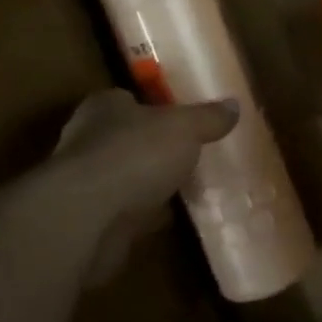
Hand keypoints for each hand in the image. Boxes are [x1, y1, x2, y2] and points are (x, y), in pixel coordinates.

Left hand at [23, 89, 237, 285]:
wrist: (86, 219)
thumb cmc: (134, 156)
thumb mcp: (184, 128)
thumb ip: (208, 117)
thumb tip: (234, 105)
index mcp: (104, 109)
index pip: (128, 100)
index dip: (154, 107)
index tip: (182, 119)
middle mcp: (88, 142)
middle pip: (128, 140)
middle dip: (155, 148)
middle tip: (193, 154)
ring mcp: (87, 184)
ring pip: (128, 178)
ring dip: (151, 184)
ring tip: (190, 187)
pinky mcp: (92, 221)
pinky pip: (128, 213)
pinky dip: (147, 215)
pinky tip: (175, 218)